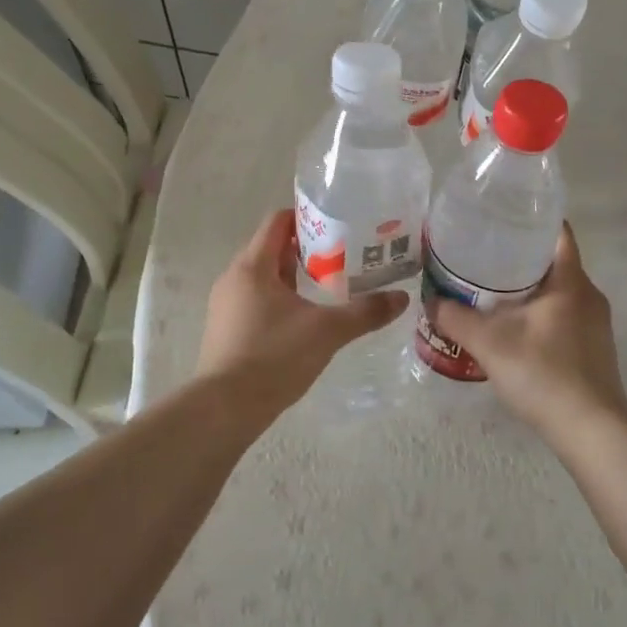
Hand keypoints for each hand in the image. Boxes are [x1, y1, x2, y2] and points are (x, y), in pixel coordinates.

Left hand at [194, 209, 407, 417]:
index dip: (305, 217)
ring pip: (262, 276)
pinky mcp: (225, 330)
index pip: (276, 222)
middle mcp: (233, 278)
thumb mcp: (327, 331)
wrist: (225, 409)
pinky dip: (278, 299)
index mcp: (253, 266)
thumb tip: (401, 298)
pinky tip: (302, 319)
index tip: (336, 224)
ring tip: (326, 286)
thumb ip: (365, 312)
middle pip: (270, 248)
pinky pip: (254, 300)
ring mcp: (225, 305)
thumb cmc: (274, 357)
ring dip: (292, 275)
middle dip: (304, 248)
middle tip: (340, 256)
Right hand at [430, 224, 626, 444]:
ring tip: (491, 293)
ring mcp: (596, 325)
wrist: (591, 430)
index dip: (531, 222)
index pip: (558, 234)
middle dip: (520, 258)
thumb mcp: (490, 343)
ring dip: (529, 290)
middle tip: (483, 257)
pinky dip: (540, 315)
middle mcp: (589, 296)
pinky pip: (564, 317)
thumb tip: (431, 301)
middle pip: (555, 263)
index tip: (502, 220)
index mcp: (571, 282)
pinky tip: (514, 330)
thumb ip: (456, 319)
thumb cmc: (544, 373)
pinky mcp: (594, 350)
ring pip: (559, 293)